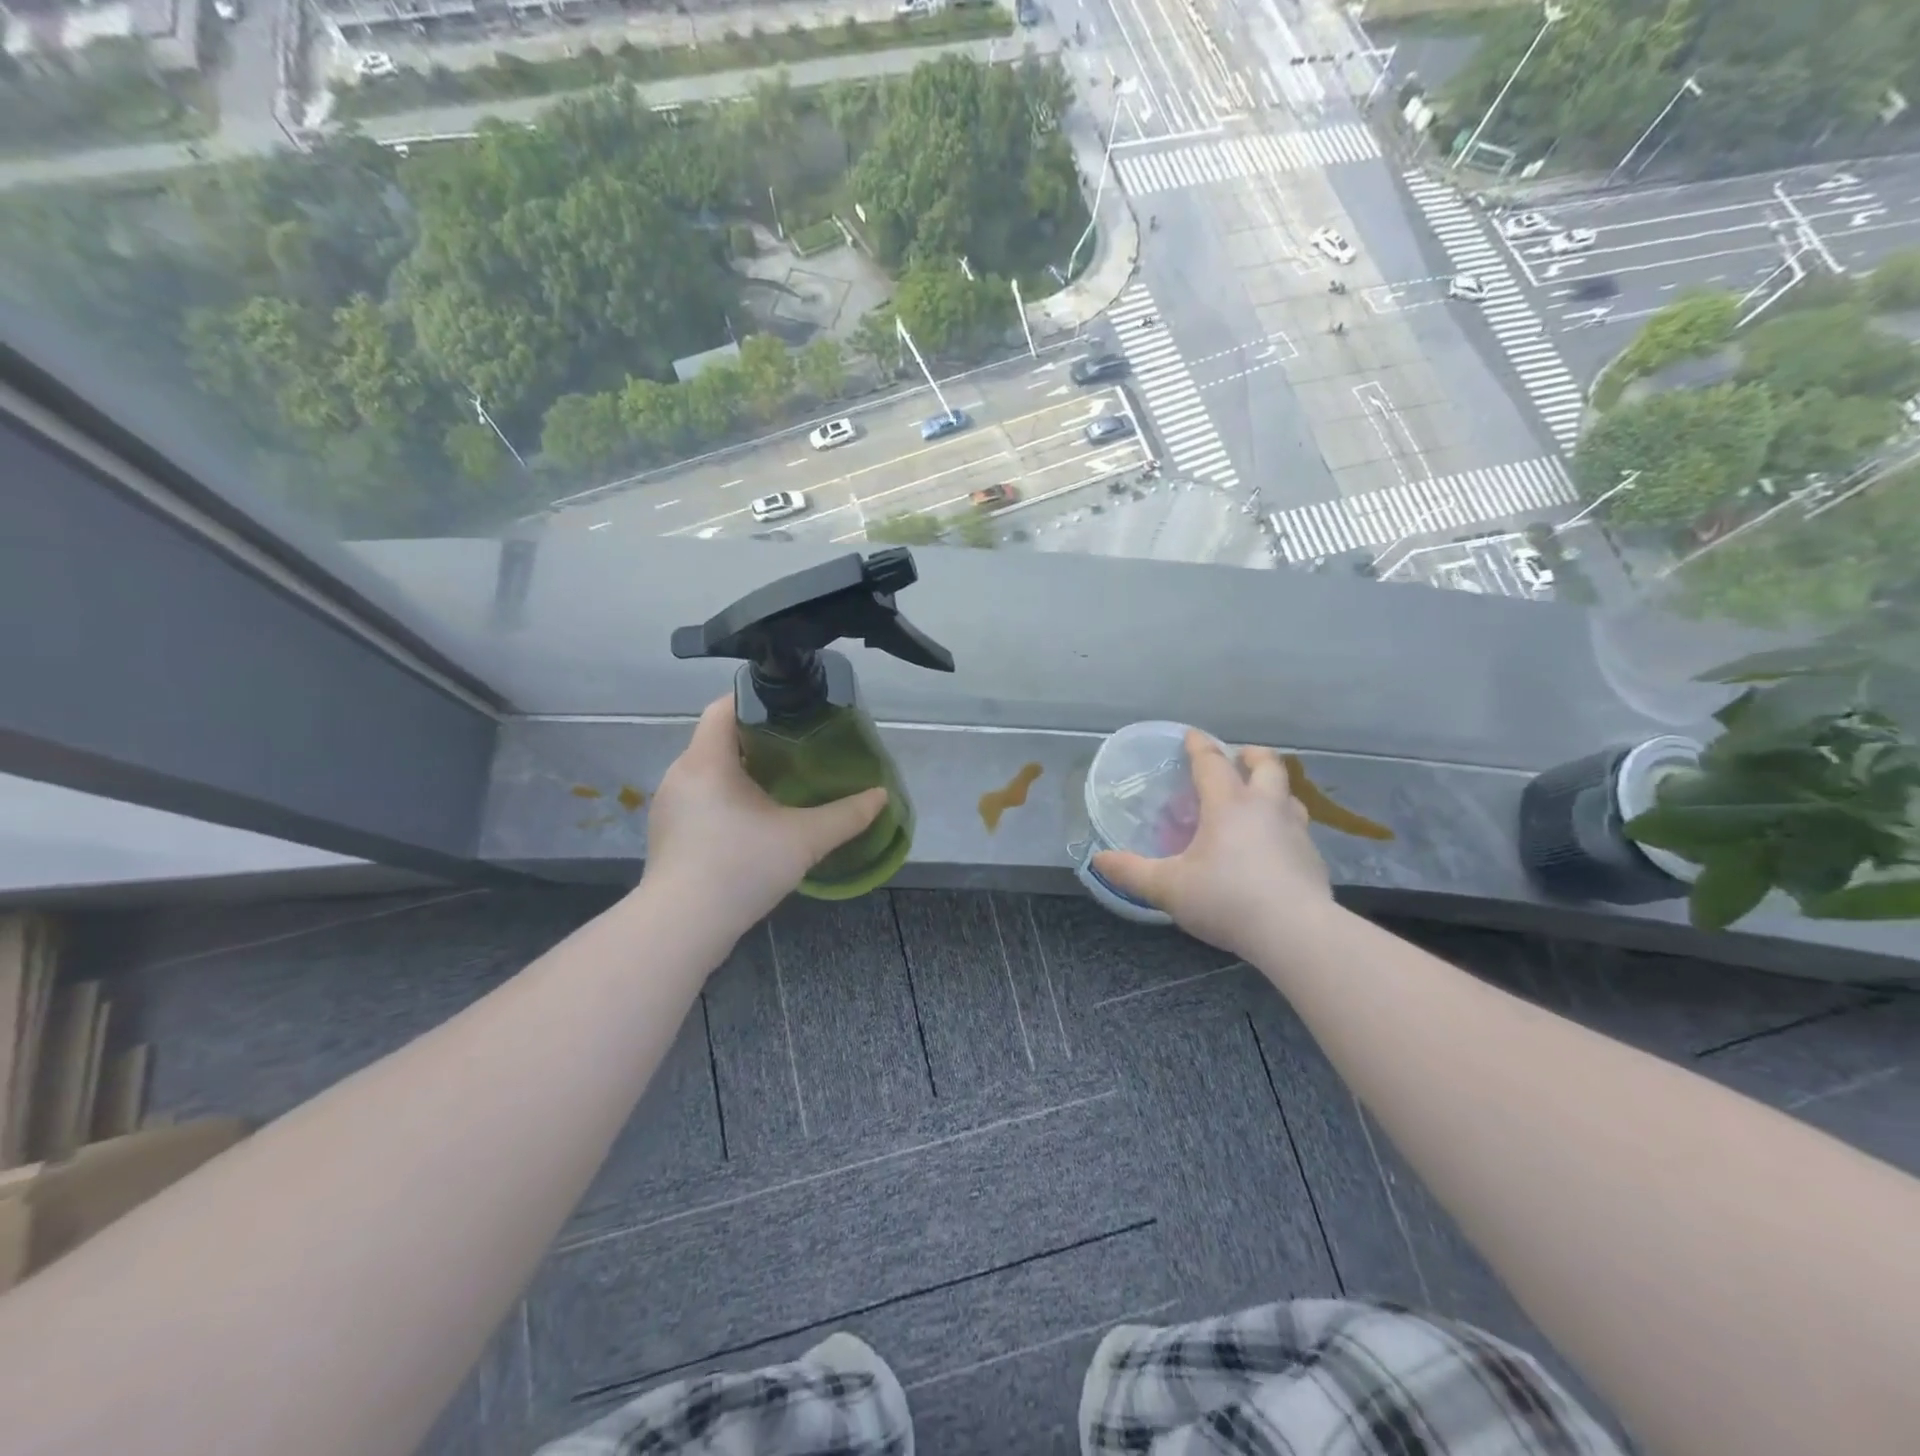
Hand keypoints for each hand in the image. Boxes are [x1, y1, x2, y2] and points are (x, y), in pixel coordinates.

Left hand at [641, 697, 888, 945]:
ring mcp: (670, 805)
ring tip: (781, 782)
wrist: (681, 928)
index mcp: (707, 759)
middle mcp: (681, 773)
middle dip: (758, 738)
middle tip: (799, 747)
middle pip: (719, 738)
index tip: (793, 710)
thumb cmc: (740, 867)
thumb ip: (846, 815)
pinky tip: (753, 821)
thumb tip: (881, 796)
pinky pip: (700, 797)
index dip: (757, 700)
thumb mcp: (804, 839)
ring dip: (742, 770)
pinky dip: (727, 797)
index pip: (725, 707)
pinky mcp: (668, 833)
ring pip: (709, 770)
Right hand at [1093, 731, 1330, 960]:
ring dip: (1273, 788)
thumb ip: (1132, 872)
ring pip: (1288, 795)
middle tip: (1239, 757)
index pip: (1212, 762)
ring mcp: (1296, 832)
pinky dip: (1284, 825)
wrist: (1295, 933)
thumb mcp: (1168, 888)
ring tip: (1258, 799)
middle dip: (1251, 755)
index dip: (1199, 746)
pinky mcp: (1313, 859)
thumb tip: (1098, 860)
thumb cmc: (1226, 899)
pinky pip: (1298, 829)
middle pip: (1267, 765)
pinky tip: (1273, 846)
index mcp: (1228, 805)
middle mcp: (1266, 808)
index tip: (1191, 736)